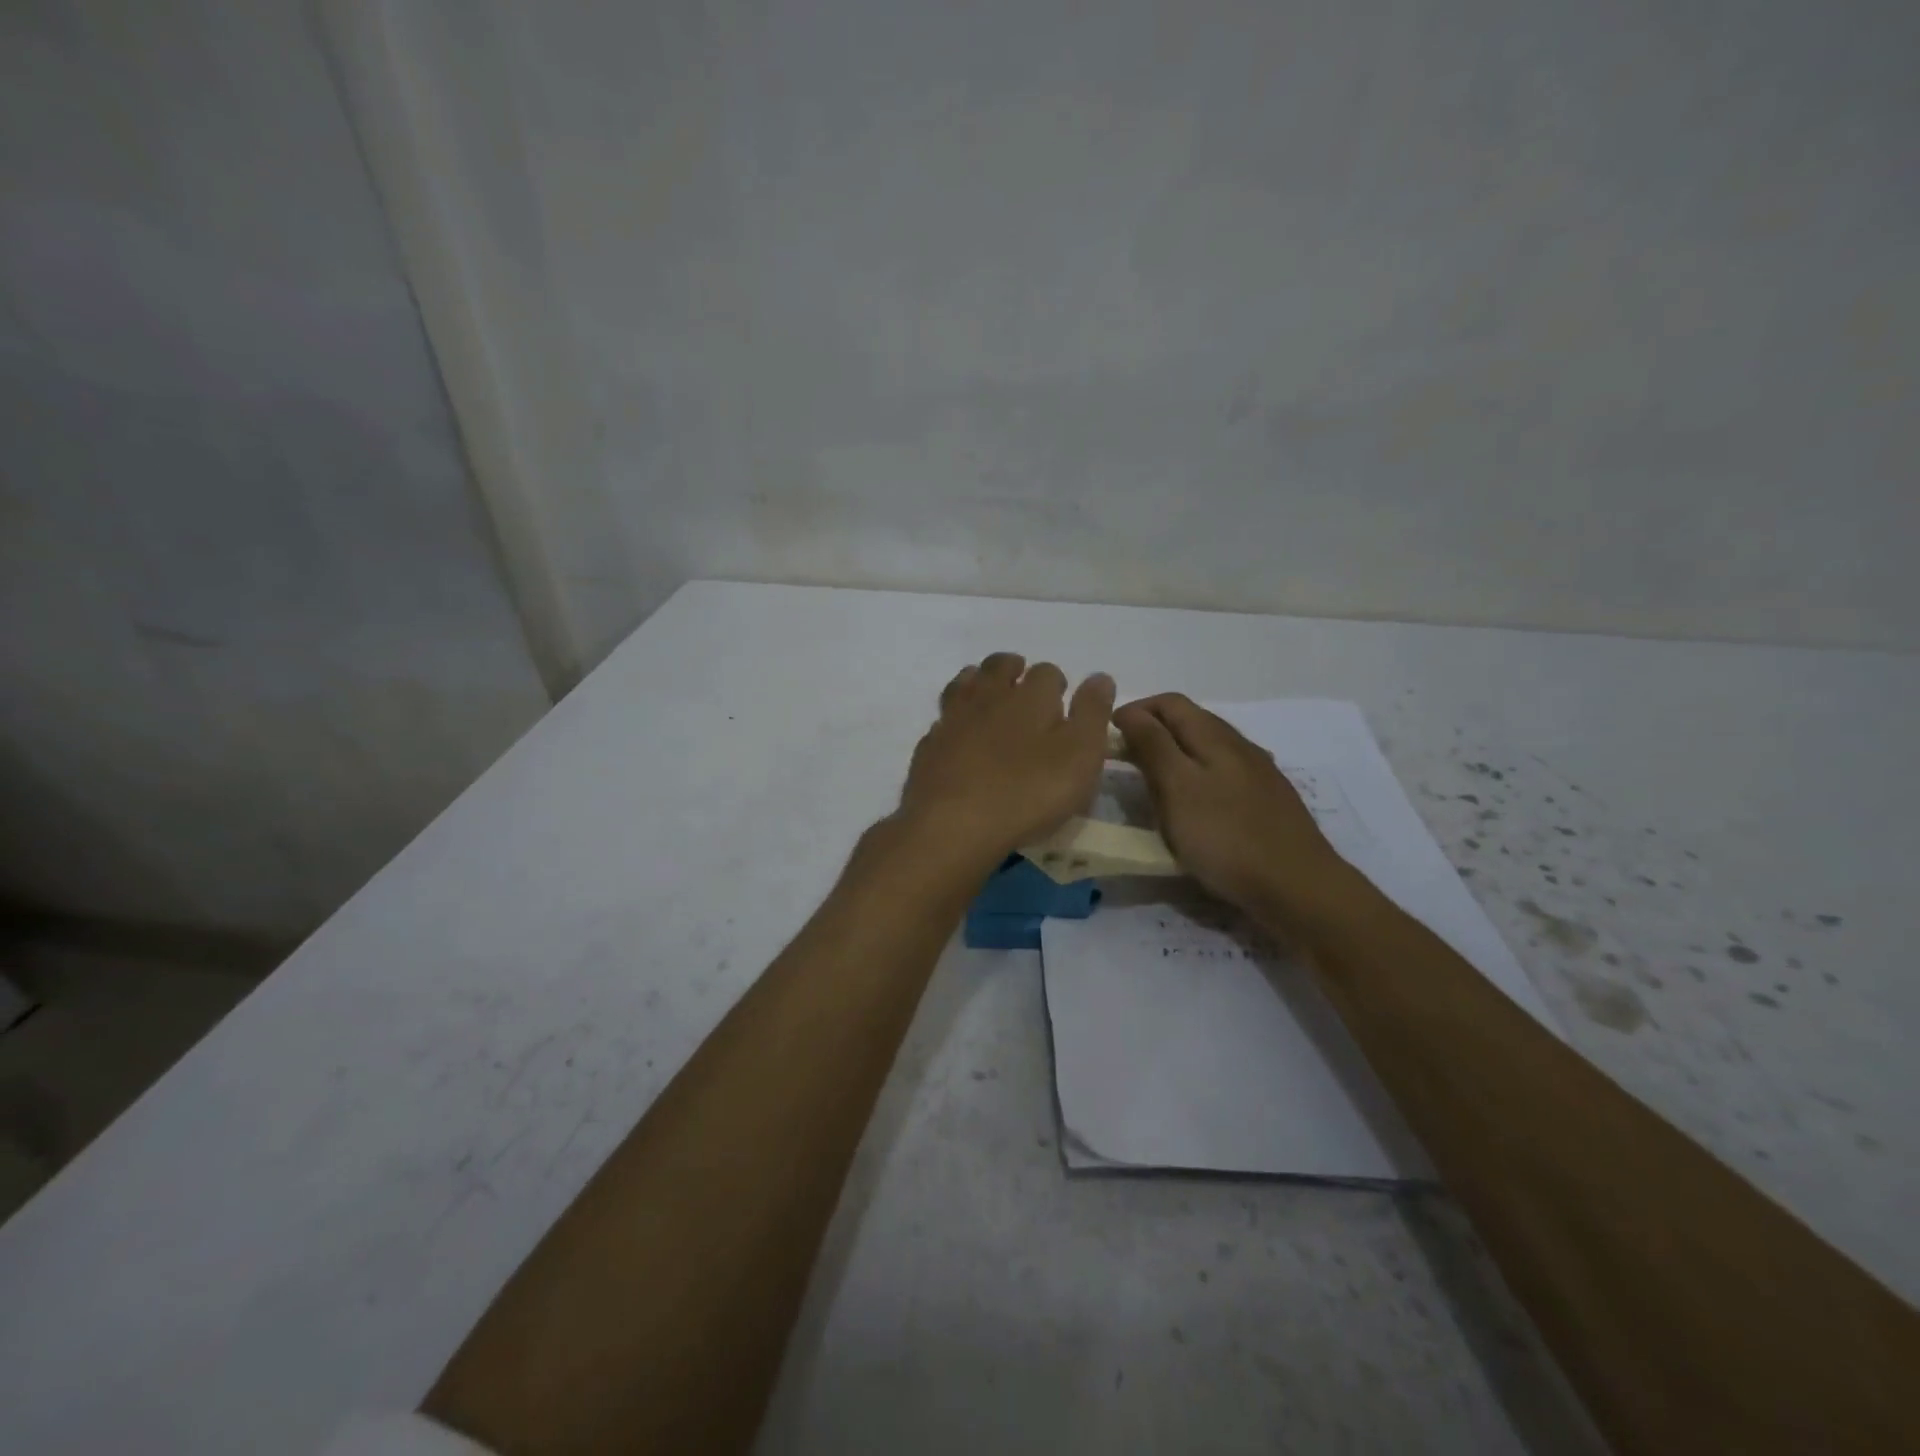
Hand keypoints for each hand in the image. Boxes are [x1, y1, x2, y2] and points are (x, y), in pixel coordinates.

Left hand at [899, 654, 1116, 861]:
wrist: (953, 824)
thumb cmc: (1028, 792)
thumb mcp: (1080, 756)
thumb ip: (1093, 714)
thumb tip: (1100, 677)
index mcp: (1030, 696)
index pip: (1046, 672)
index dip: (1056, 682)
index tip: (1062, 697)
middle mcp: (989, 697)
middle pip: (999, 667)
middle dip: (1013, 668)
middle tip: (1022, 680)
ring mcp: (953, 719)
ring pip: (964, 684)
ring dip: (978, 682)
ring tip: (988, 693)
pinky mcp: (929, 746)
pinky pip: (943, 719)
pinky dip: (954, 718)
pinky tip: (959, 732)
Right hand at [1113, 693, 1346, 915]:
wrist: (1297, 886)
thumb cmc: (1225, 836)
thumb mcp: (1177, 788)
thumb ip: (1153, 745)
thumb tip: (1129, 711)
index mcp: (1214, 735)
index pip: (1168, 702)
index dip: (1135, 710)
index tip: (1107, 736)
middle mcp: (1239, 744)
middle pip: (1190, 721)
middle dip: (1154, 730)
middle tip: (1124, 759)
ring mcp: (1258, 773)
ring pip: (1208, 748)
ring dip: (1176, 753)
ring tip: (1153, 782)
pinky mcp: (1267, 800)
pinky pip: (1224, 774)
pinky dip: (1198, 776)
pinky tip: (1195, 804)